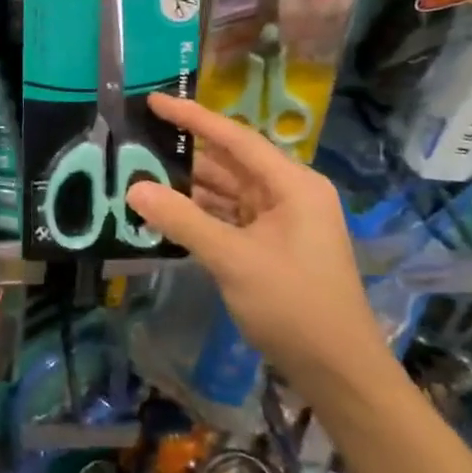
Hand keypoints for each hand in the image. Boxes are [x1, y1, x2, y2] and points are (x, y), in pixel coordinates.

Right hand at [126, 93, 391, 389]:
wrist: (337, 371)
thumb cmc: (293, 305)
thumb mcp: (233, 259)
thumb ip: (183, 220)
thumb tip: (134, 189)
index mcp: (293, 185)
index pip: (236, 139)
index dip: (193, 117)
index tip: (154, 101)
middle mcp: (289, 195)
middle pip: (229, 164)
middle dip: (184, 156)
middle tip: (136, 145)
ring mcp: (281, 222)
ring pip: (226, 194)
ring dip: (188, 189)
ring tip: (140, 178)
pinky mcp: (271, 247)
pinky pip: (229, 219)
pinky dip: (200, 216)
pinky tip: (166, 215)